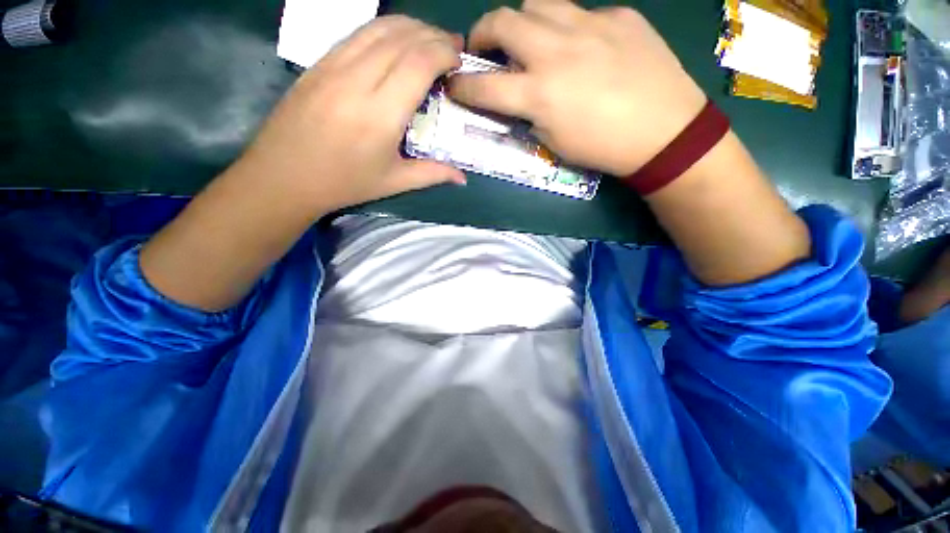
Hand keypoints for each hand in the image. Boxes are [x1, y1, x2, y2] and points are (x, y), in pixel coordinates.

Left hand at [235, 16, 465, 218]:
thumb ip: (432, 174)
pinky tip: (396, 42)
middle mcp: (357, 80)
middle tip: (452, 48)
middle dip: (433, 35)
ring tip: (429, 39)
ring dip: (411, 27)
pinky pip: (357, 34)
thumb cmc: (344, 184)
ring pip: (378, 27)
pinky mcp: (319, 63)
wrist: (284, 176)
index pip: (418, 62)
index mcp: (380, 114)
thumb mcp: (393, 182)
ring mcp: (333, 66)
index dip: (443, 52)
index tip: (459, 60)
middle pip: (402, 37)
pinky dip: (384, 30)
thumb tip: (463, 178)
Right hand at [449, 0, 706, 175]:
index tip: (454, 84)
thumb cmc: (603, 148)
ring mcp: (589, 25)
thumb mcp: (554, 143)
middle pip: (502, 20)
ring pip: (537, 3)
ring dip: (523, 22)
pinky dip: (568, 29)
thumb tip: (518, 98)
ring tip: (531, 41)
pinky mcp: (618, 15)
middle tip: (486, 48)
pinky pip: (580, 13)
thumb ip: (529, 115)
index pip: (485, 85)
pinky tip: (583, 48)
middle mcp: (556, 51)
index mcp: (539, 94)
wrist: (664, 131)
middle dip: (482, 32)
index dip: (462, 85)